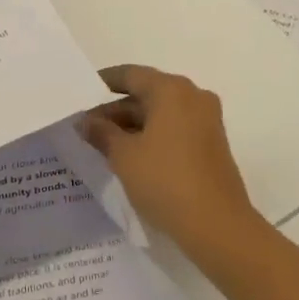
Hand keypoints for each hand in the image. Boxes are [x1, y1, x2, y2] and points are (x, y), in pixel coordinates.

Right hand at [78, 64, 267, 266]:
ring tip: (103, 145)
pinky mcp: (212, 143)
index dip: (104, 82)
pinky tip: (132, 156)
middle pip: (147, 93)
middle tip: (86, 128)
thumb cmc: (165, 181)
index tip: (81, 93)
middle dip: (116, 110)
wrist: (217, 224)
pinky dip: (153, 136)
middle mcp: (193, 96)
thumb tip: (85, 121)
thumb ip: (102, 133)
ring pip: (162, 113)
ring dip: (134, 125)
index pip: (131, 75)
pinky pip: (176, 128)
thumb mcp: (124, 156)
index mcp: (172, 89)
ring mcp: (206, 119)